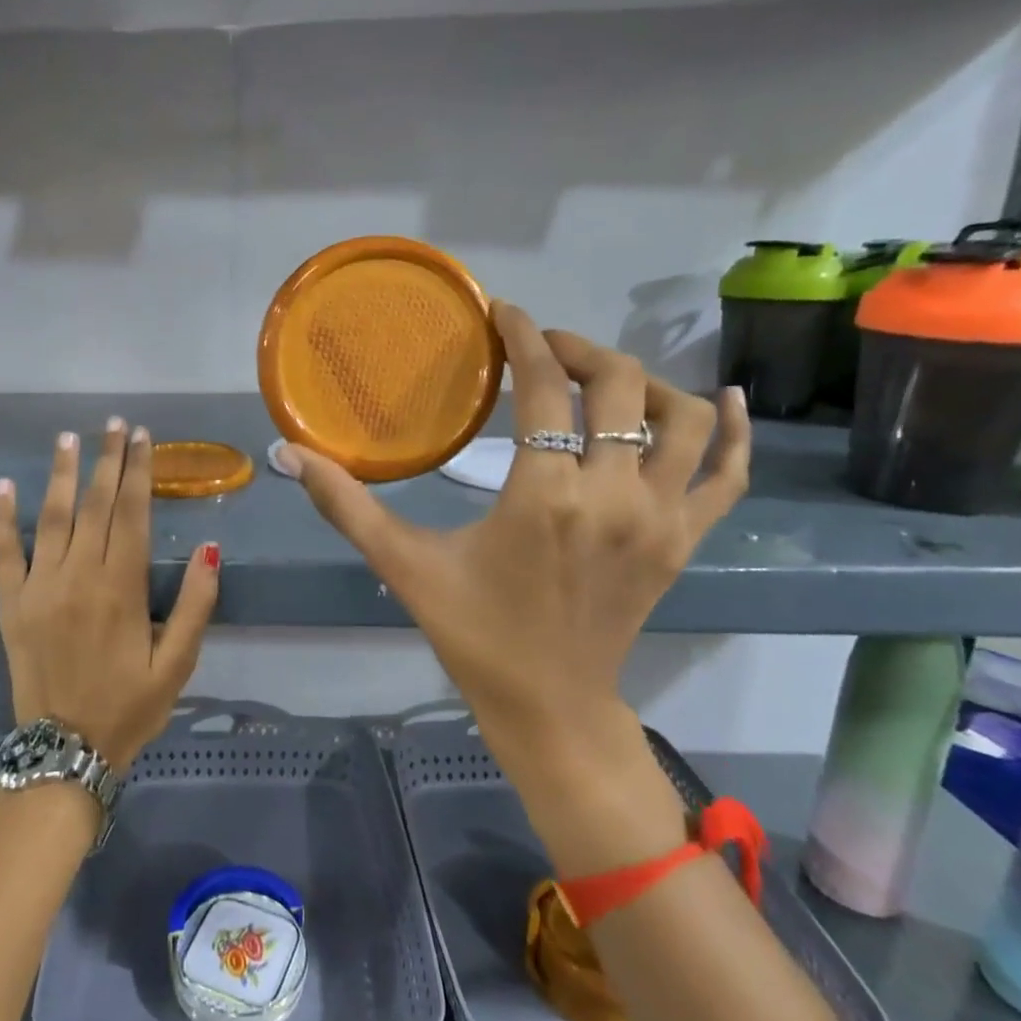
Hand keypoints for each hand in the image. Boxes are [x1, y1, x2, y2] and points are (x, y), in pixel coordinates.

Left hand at [0, 419, 219, 770]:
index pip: (132, 513)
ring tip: (69, 437)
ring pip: (51, 517)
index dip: (138, 471)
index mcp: (121, 588)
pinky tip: (5, 486)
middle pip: (94, 505)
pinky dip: (4, 518)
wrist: (65, 750)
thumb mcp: (178, 663)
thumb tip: (210, 548)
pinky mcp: (11, 604)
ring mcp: (38, 588)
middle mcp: (78, 577)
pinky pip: (4, 553)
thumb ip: (196, 605)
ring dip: (61, 474)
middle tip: (115, 423)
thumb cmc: (130, 707)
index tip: (143, 437)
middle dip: (107, 460)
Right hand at [279, 305, 750, 873]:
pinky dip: (735, 432)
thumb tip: (285, 454)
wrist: (549, 706)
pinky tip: (728, 400)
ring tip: (600, 381)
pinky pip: (730, 474)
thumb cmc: (474, 634)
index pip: (545, 387)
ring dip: (643, 384)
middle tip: (541, 348)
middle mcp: (614, 496)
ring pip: (682, 417)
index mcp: (544, 496)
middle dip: (578, 349)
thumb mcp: (403, 566)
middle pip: (620, 384)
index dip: (524, 338)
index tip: (504, 314)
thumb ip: (346, 506)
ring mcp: (661, 518)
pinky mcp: (685, 540)